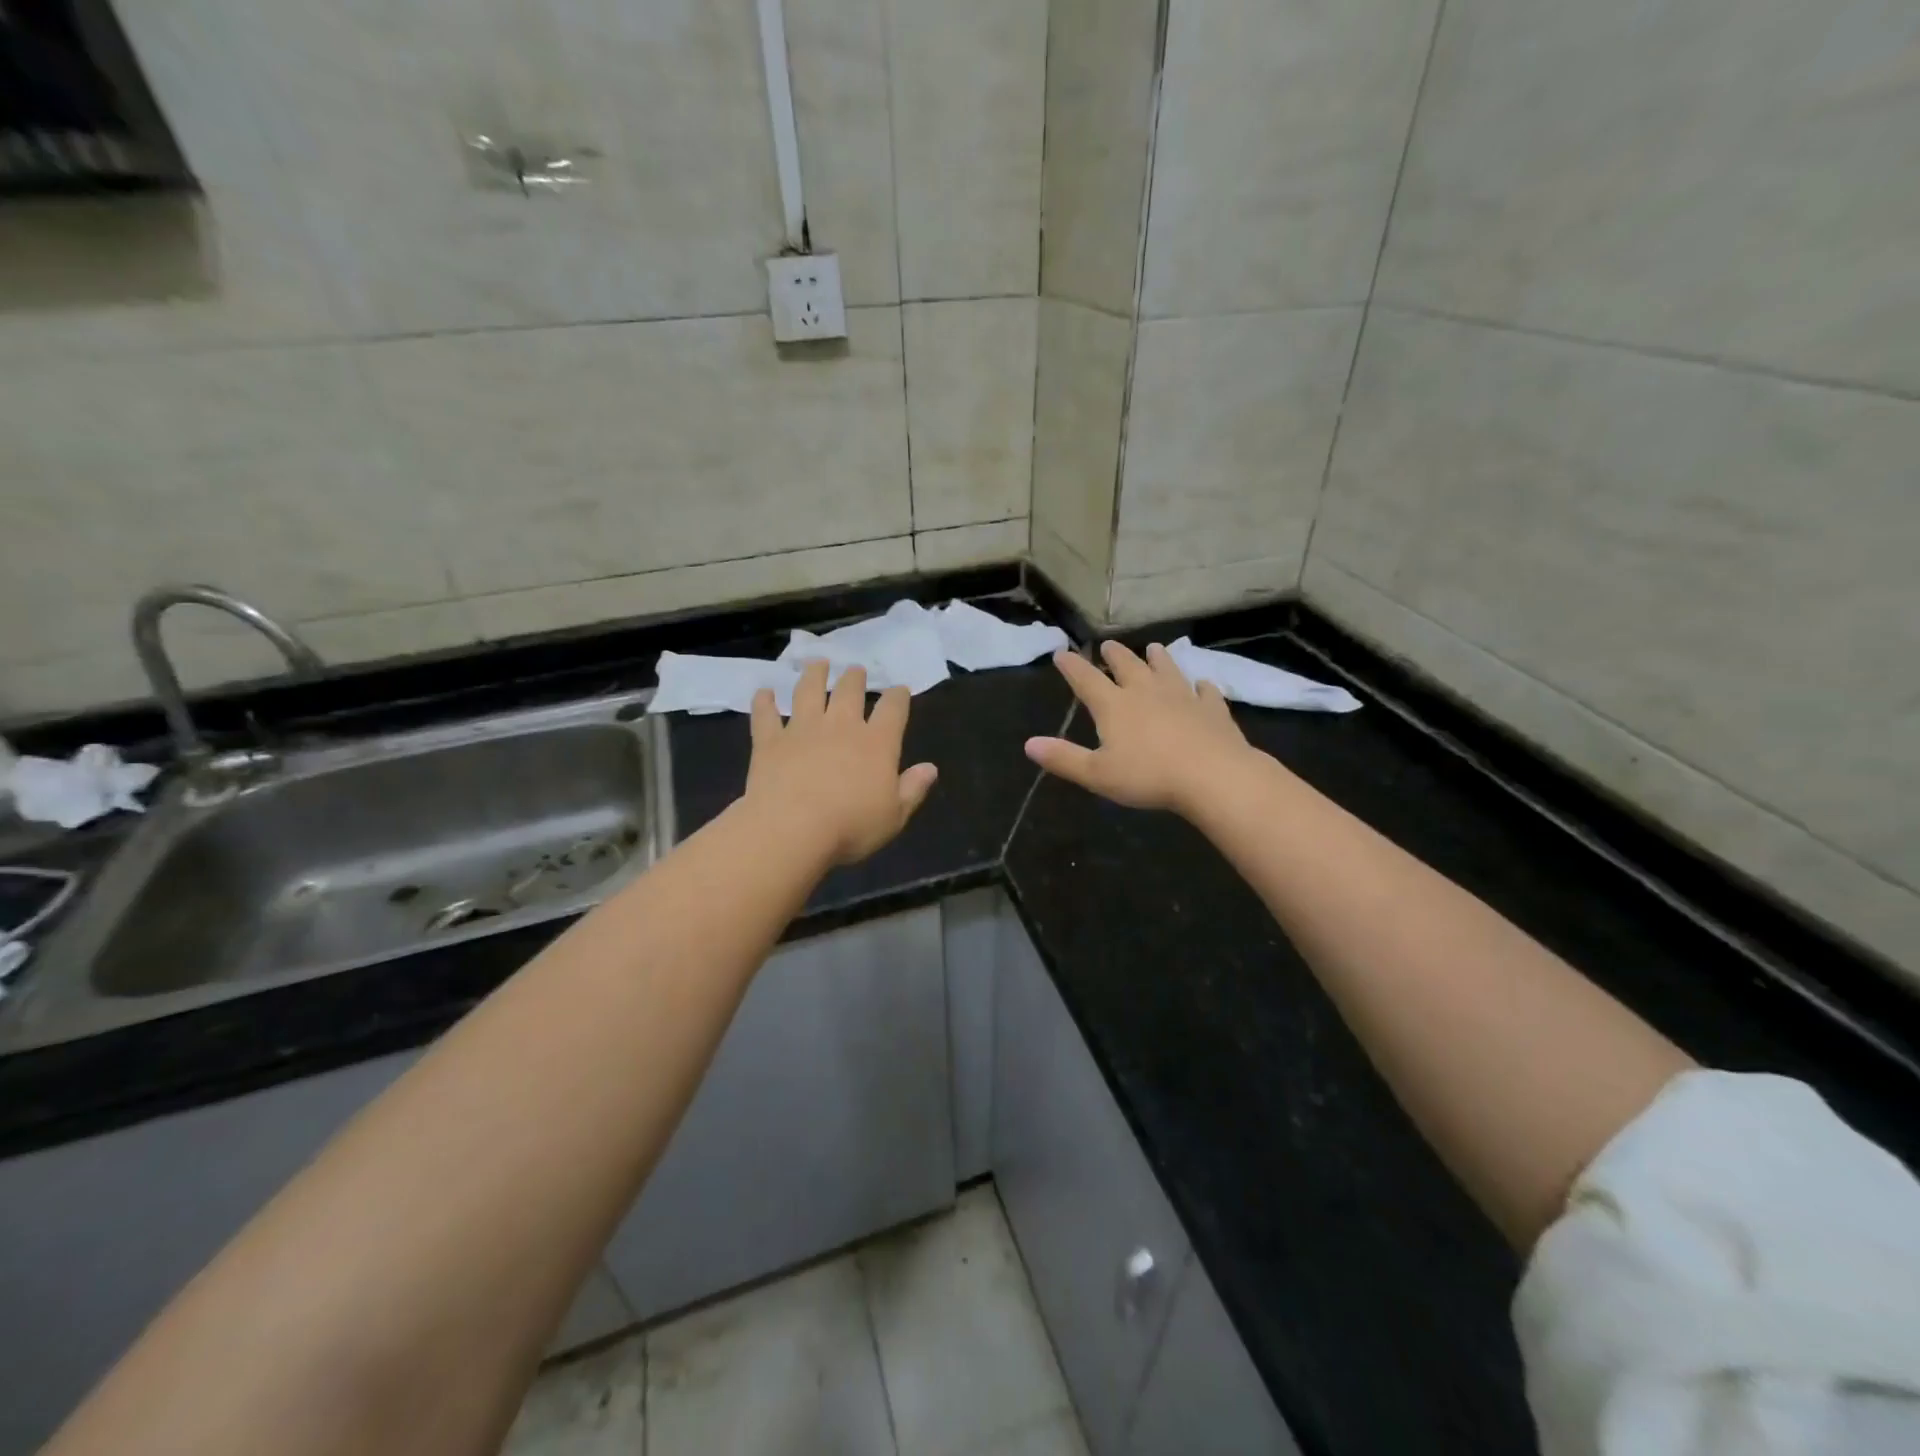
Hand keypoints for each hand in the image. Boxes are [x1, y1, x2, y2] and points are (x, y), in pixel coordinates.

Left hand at [744, 660, 938, 864]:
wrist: (791, 829)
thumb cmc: (850, 827)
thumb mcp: (894, 816)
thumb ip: (912, 789)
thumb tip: (930, 768)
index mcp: (877, 743)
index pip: (893, 708)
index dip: (898, 696)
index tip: (899, 689)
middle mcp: (841, 726)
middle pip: (849, 691)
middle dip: (855, 677)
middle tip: (855, 669)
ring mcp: (802, 729)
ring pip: (808, 691)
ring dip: (814, 674)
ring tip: (817, 663)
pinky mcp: (770, 741)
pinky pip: (766, 715)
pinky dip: (764, 702)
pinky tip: (763, 692)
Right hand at [1025, 642, 1254, 814]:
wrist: (1212, 776)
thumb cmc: (1149, 776)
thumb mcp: (1097, 774)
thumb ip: (1063, 758)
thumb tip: (1029, 744)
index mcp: (1115, 706)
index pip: (1086, 680)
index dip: (1072, 667)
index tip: (1062, 653)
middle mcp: (1147, 692)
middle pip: (1128, 666)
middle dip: (1115, 655)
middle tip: (1108, 645)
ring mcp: (1183, 697)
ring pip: (1167, 670)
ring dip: (1158, 659)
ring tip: (1154, 649)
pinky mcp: (1212, 710)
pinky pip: (1206, 693)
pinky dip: (1202, 687)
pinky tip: (1203, 685)